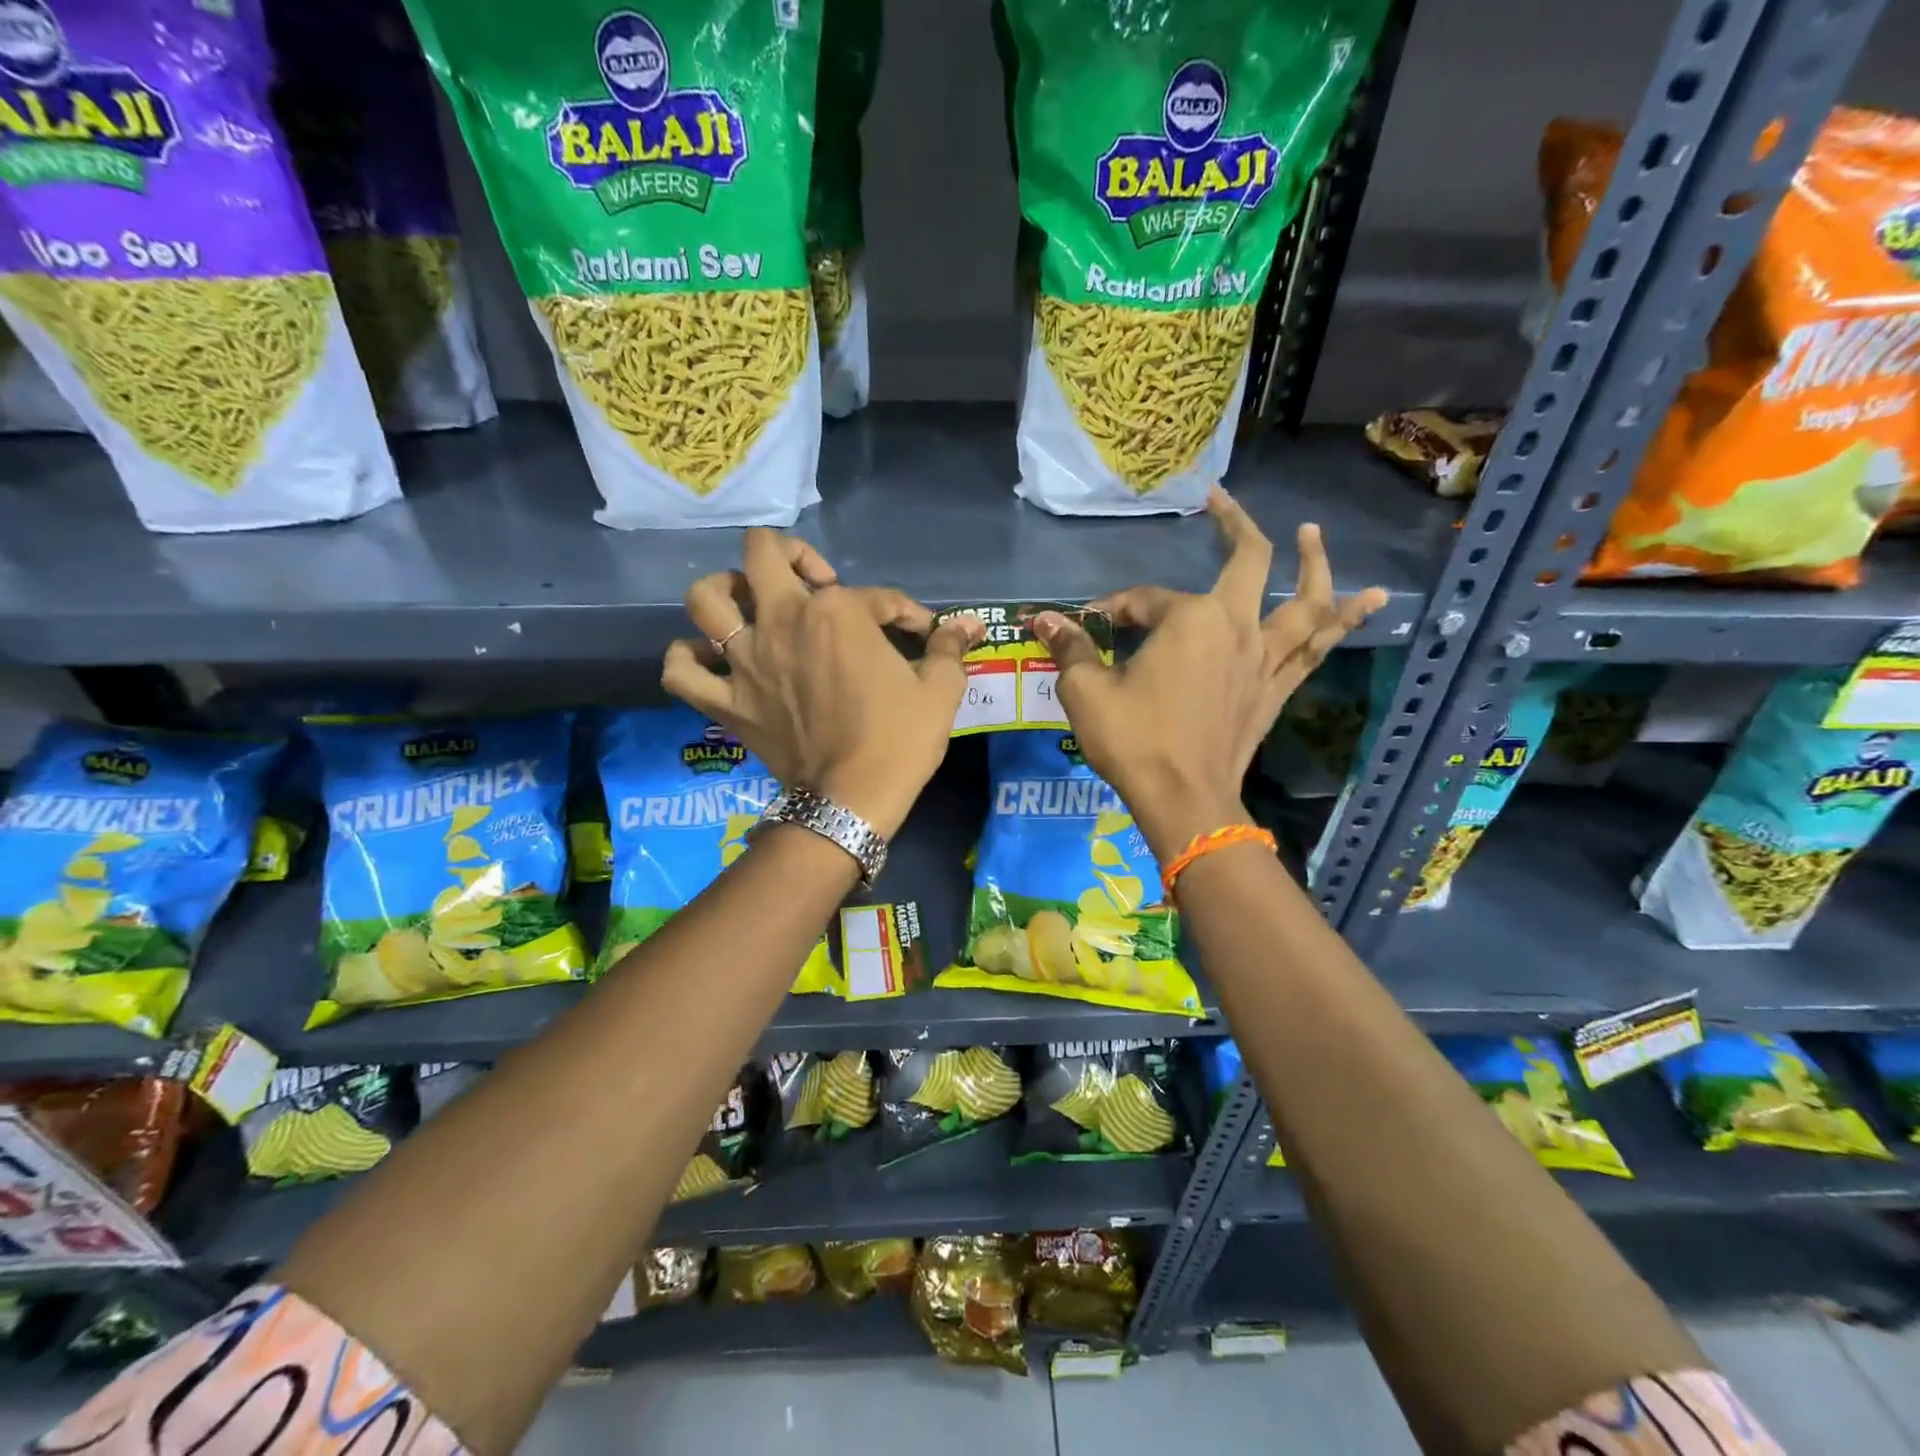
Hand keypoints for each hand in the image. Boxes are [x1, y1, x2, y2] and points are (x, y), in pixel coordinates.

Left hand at [662, 530, 982, 838]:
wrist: (853, 800)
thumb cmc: (900, 740)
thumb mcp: (940, 691)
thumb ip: (949, 648)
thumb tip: (969, 624)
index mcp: (837, 612)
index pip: (875, 595)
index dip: (904, 611)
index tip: (920, 633)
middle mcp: (782, 621)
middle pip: (761, 554)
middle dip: (789, 554)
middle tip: (813, 581)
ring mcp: (745, 661)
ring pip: (705, 599)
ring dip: (725, 591)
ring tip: (749, 605)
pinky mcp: (726, 702)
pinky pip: (680, 671)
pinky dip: (687, 660)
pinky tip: (709, 660)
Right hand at [1033, 489, 1387, 860]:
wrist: (1185, 799)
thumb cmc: (1134, 740)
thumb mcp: (1086, 692)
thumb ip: (1070, 648)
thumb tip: (1042, 618)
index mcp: (1190, 619)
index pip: (1146, 599)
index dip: (1114, 608)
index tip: (1089, 626)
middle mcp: (1238, 627)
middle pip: (1250, 562)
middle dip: (1234, 526)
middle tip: (1221, 503)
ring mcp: (1266, 659)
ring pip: (1305, 601)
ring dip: (1313, 565)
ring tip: (1314, 534)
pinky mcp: (1278, 690)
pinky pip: (1317, 648)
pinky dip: (1343, 621)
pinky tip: (1366, 602)